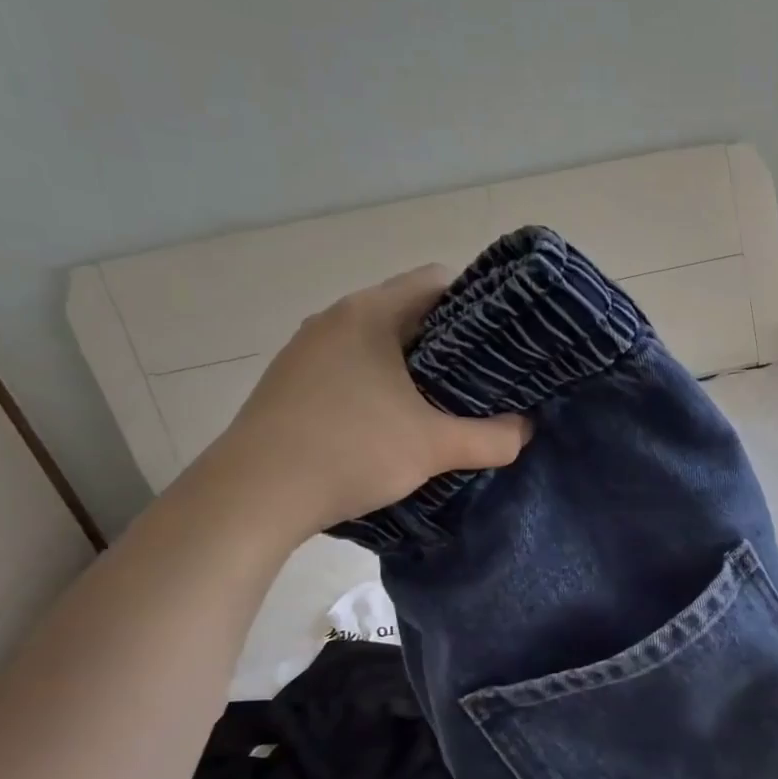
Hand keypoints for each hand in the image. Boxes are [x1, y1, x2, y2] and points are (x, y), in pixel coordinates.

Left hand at [191, 265, 529, 536]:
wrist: (251, 497)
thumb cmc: (349, 452)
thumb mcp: (434, 448)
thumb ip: (492, 438)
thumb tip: (525, 430)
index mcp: (370, 313)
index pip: (438, 281)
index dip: (479, 306)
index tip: (502, 344)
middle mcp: (335, 319)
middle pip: (409, 312)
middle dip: (451, 343)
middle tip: (483, 380)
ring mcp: (306, 350)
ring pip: (378, 342)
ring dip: (413, 367)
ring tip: (443, 405)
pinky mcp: (291, 382)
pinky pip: (351, 367)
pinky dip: (380, 385)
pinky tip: (391, 424)